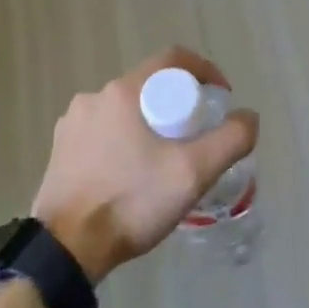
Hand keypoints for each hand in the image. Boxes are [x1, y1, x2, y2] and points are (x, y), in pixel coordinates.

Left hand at [32, 47, 258, 284]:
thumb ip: (230, 140)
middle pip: (148, 86)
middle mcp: (94, 97)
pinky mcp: (61, 149)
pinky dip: (124, 142)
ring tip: (165, 160)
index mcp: (123, 92)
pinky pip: (102, 132)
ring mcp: (72, 123)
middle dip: (177, 104)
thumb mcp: (193, 174)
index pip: (172, 59)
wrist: (67, 248)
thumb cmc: (131, 202)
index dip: (204, 70)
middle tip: (196, 137)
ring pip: (125, 111)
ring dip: (149, 124)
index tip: (220, 97)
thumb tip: (247, 116)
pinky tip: (132, 174)